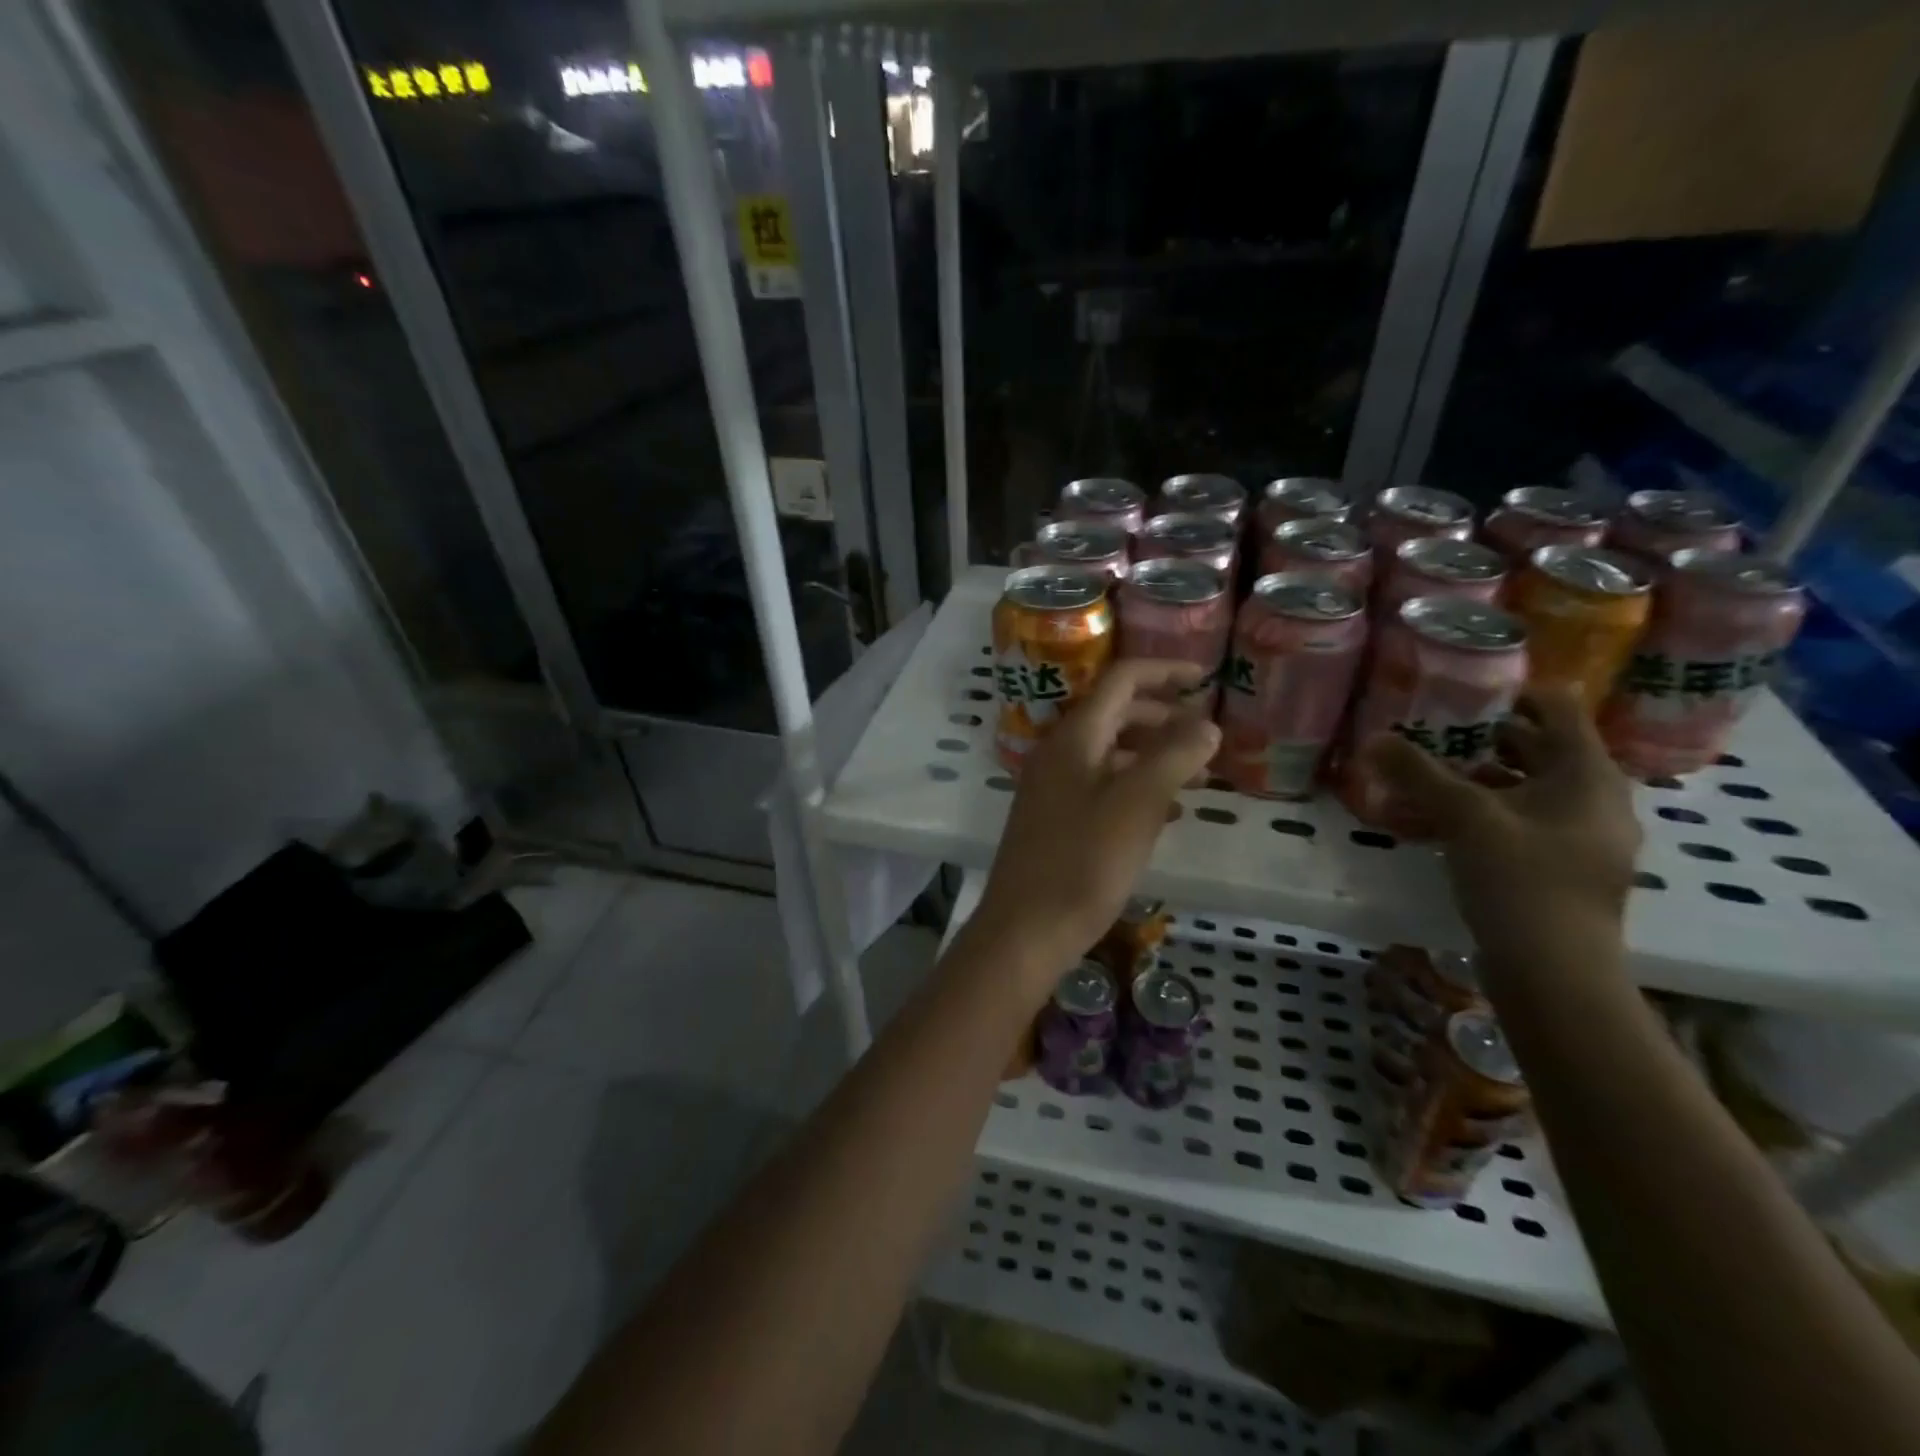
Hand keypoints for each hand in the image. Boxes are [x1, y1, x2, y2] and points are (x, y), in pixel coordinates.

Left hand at [968, 660, 1220, 992]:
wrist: (1026, 929)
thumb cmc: (1084, 863)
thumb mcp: (1138, 805)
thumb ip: (1174, 757)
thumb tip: (1207, 724)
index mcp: (1075, 737)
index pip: (1120, 680)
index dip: (1164, 671)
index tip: (1206, 678)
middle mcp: (1059, 753)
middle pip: (1116, 714)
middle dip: (1164, 718)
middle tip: (1208, 737)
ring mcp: (1053, 787)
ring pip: (1111, 753)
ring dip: (1154, 755)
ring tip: (1199, 776)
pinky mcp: (1055, 819)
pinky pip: (1102, 786)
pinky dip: (1136, 787)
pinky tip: (1167, 813)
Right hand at [1356, 686, 1640, 968]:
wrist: (1556, 973)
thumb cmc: (1522, 879)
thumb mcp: (1464, 817)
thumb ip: (1418, 774)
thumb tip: (1374, 738)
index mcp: (1588, 773)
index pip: (1556, 707)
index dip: (1510, 692)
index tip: (1460, 691)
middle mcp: (1595, 798)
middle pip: (1538, 747)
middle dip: (1482, 737)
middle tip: (1430, 730)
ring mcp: (1581, 836)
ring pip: (1525, 788)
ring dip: (1476, 778)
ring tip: (1423, 777)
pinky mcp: (1562, 867)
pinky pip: (1520, 822)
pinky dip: (1482, 814)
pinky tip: (1436, 823)